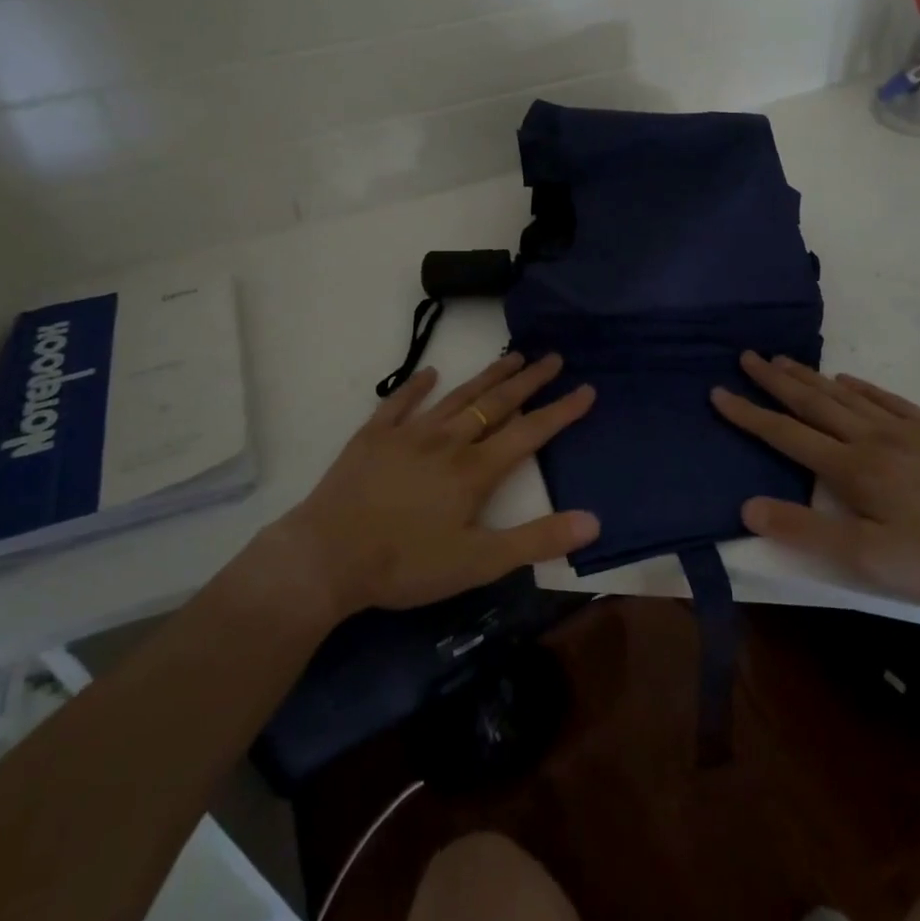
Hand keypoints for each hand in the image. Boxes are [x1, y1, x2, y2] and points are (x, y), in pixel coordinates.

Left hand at [275, 353, 598, 618]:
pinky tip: (429, 372)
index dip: (561, 411)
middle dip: (529, 380)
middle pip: (496, 403)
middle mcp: (448, 441)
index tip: (587, 388)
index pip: (530, 432)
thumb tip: (593, 521)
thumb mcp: (478, 562)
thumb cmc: (406, 564)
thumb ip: (537, 540)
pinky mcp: (373, 437)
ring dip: (486, 376)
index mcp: (475, 469)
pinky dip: (416, 386)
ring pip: (457, 396)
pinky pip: (399, 403)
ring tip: (511, 356)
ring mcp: (408, 434)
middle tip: (552, 357)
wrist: (326, 557)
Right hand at [712, 352, 919, 613]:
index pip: (787, 435)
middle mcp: (874, 438)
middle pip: (815, 403)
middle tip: (747, 356)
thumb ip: (806, 531)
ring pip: (847, 396)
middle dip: (776, 381)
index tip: (719, 392)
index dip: (750, 414)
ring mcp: (909, 431)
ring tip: (784, 359)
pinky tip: (849, 381)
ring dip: (812, 377)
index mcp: (853, 469)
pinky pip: (889, 400)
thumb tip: (748, 507)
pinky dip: (862, 387)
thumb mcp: (867, 561)